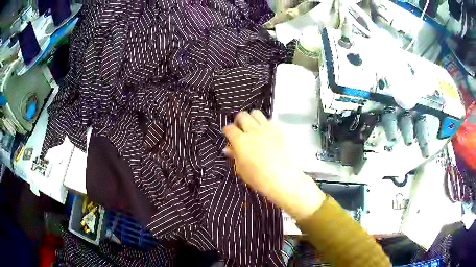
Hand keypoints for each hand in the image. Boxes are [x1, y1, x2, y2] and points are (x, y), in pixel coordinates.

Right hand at [223, 110, 324, 219]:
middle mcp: (253, 131)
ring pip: (256, 113)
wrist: (284, 179)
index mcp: (241, 141)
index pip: (229, 128)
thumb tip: (229, 148)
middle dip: (239, 121)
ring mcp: (267, 128)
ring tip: (254, 128)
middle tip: (241, 129)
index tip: (229, 134)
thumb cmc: (259, 178)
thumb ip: (235, 155)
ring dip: (252, 119)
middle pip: (242, 115)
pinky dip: (266, 124)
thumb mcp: (242, 169)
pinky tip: (268, 133)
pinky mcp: (279, 129)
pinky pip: (270, 120)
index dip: (227, 131)